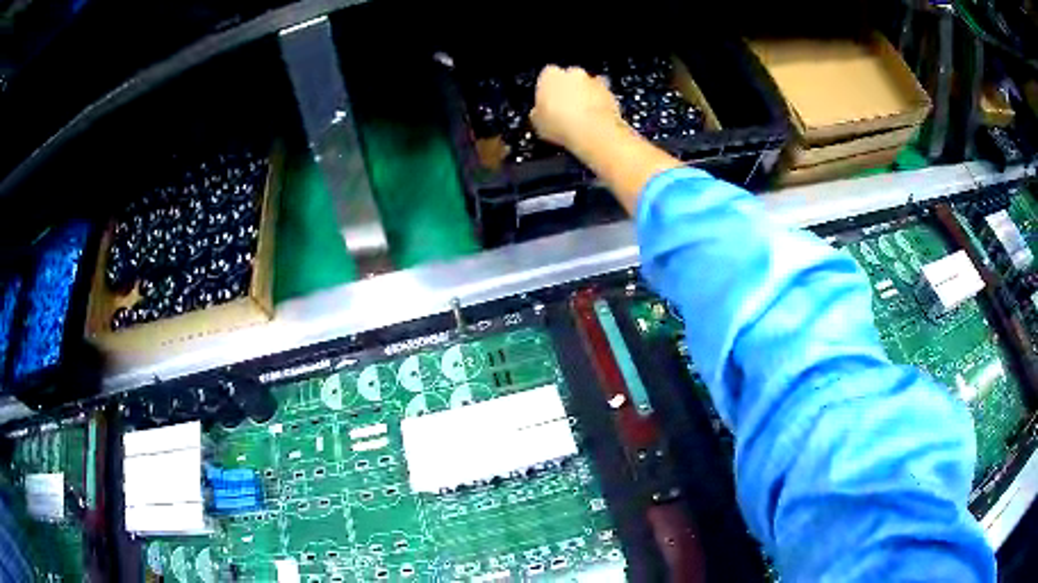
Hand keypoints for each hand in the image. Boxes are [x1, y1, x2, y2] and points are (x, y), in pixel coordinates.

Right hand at [530, 65, 623, 150]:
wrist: (593, 132)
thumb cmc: (561, 124)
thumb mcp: (536, 123)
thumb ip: (537, 112)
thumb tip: (538, 114)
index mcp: (550, 75)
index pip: (546, 76)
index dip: (547, 91)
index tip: (547, 104)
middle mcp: (573, 73)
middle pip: (569, 79)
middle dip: (568, 91)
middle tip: (564, 111)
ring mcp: (594, 82)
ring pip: (587, 87)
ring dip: (585, 98)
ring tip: (581, 119)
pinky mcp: (611, 93)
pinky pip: (602, 98)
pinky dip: (600, 106)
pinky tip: (595, 122)